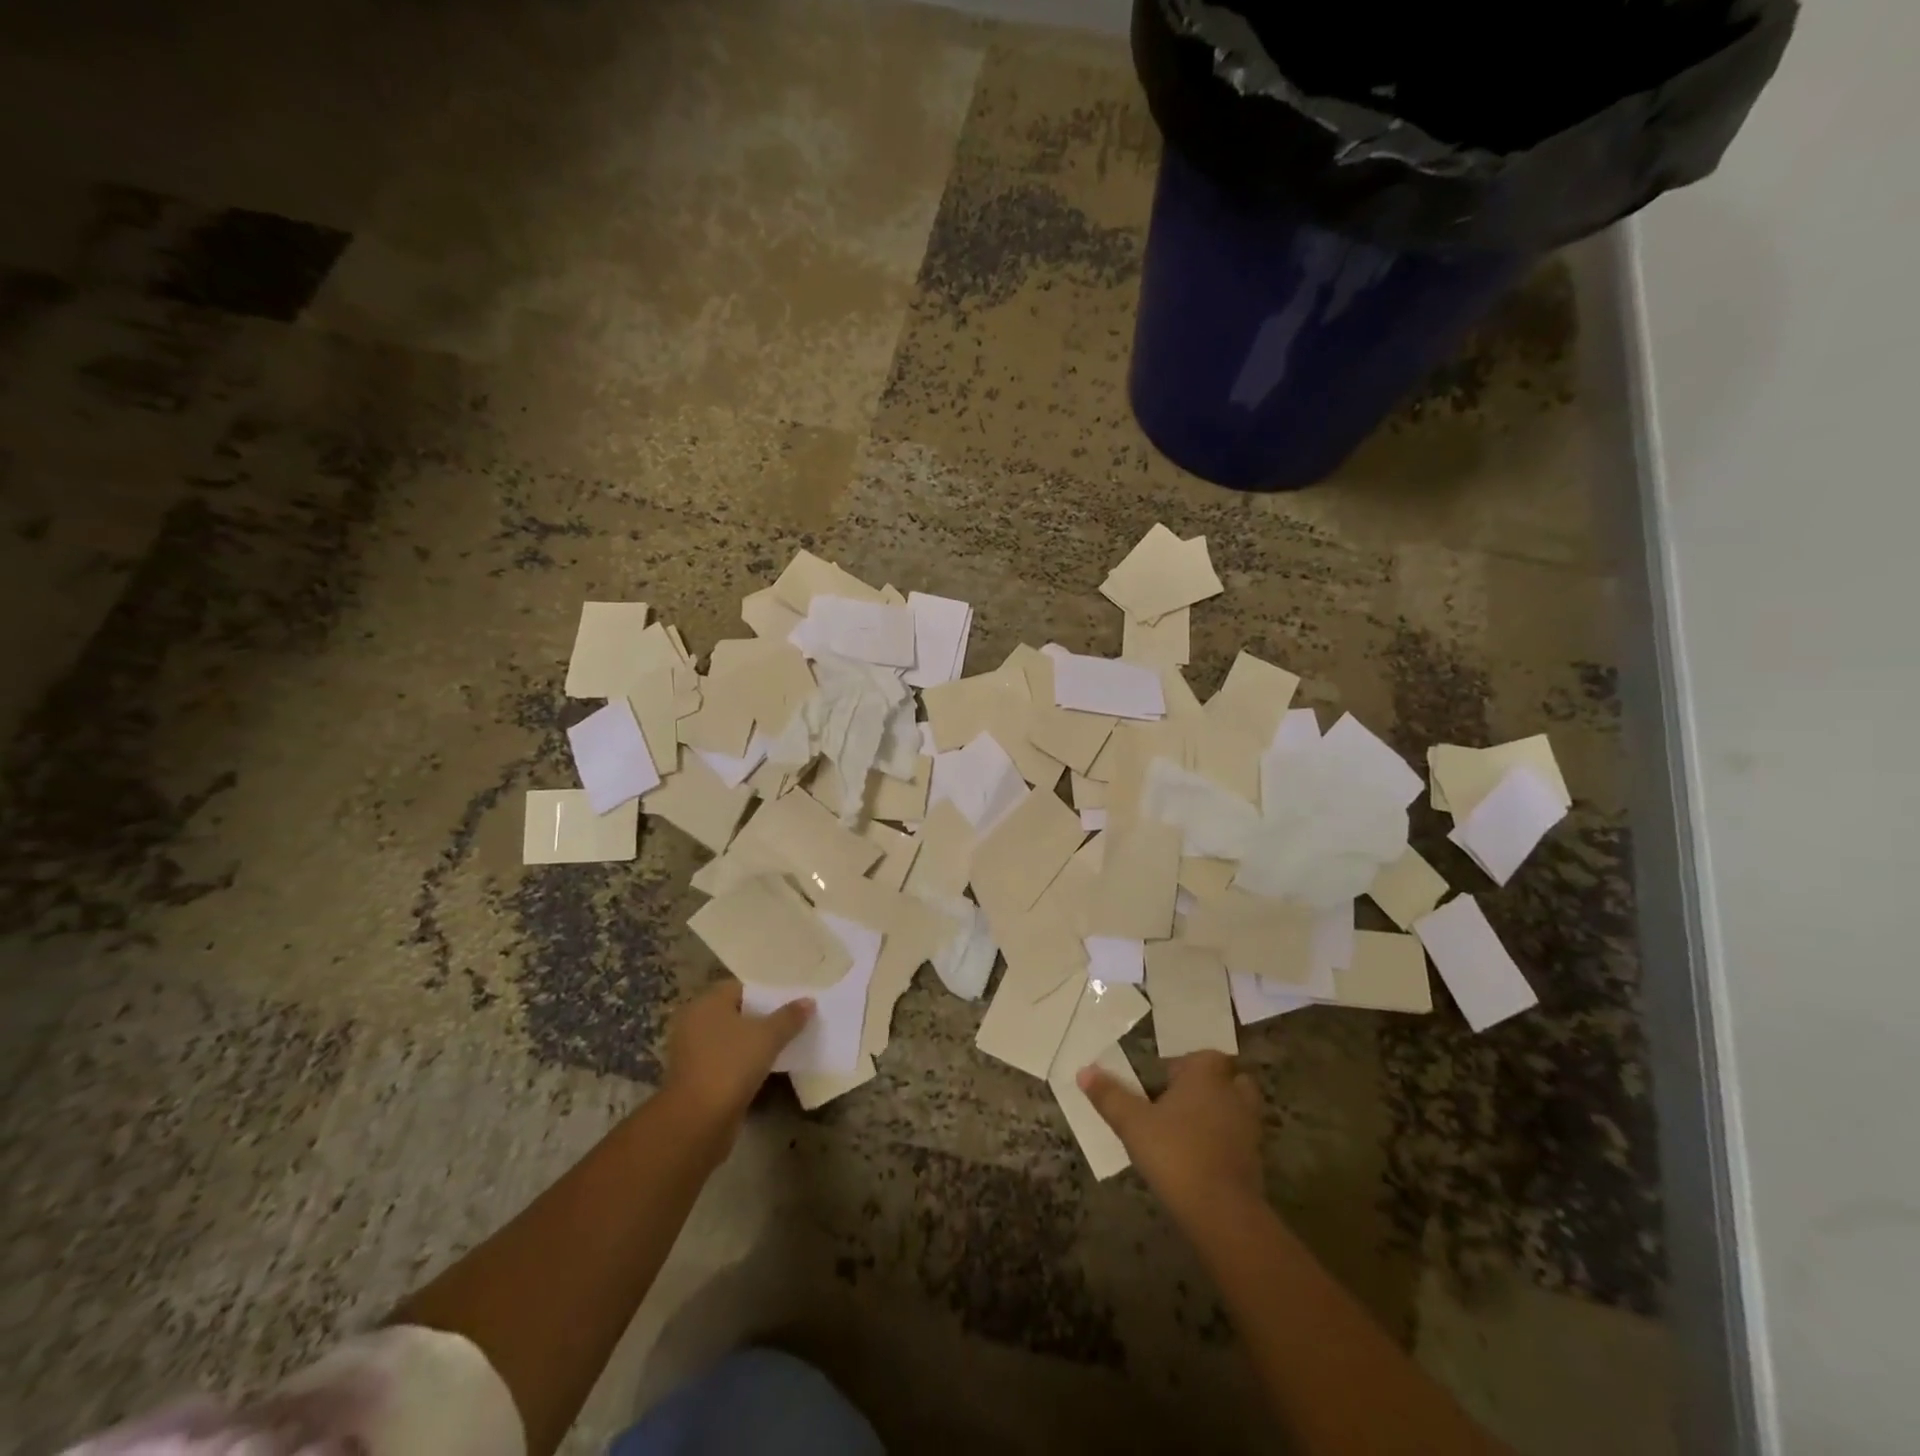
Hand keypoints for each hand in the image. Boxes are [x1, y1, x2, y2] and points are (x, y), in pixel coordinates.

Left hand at [663, 981, 811, 1137]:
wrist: (697, 1122)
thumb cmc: (731, 1065)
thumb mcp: (768, 1037)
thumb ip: (789, 1017)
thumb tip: (808, 1001)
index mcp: (707, 1003)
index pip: (740, 987)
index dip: (766, 992)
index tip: (791, 999)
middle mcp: (695, 1022)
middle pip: (736, 1012)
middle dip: (762, 1017)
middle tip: (792, 1019)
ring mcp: (693, 1052)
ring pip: (731, 1038)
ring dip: (753, 1042)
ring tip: (784, 1043)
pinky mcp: (697, 1078)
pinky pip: (726, 1060)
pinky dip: (743, 1061)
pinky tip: (766, 1066)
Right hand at [1079, 1051, 1264, 1224]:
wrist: (1222, 1212)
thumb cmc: (1175, 1153)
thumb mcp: (1132, 1123)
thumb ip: (1109, 1096)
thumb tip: (1083, 1071)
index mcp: (1206, 1076)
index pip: (1204, 1055)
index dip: (1186, 1064)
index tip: (1164, 1078)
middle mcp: (1233, 1094)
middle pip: (1229, 1078)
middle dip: (1210, 1085)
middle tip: (1181, 1099)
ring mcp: (1249, 1128)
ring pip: (1237, 1108)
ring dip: (1219, 1113)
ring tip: (1189, 1128)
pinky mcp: (1255, 1160)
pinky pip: (1239, 1139)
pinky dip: (1225, 1142)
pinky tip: (1200, 1156)